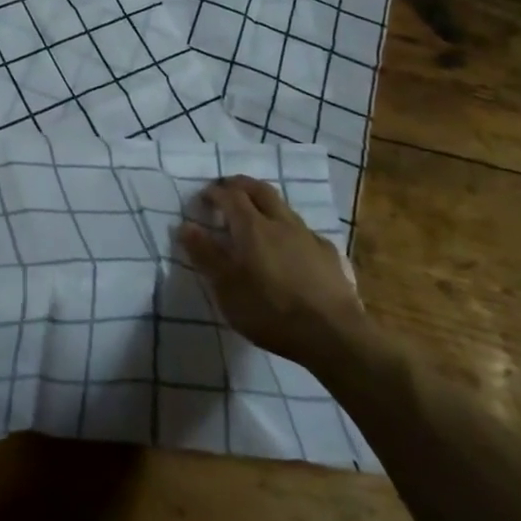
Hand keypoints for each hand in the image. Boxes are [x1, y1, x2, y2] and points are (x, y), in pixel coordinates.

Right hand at [179, 177, 369, 376]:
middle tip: (228, 190)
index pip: (231, 195)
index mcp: (253, 227)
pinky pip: (305, 232)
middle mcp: (281, 223)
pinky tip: (291, 248)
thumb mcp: (227, 288)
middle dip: (241, 185)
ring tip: (257, 217)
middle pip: (260, 190)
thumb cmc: (270, 311)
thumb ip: (205, 255)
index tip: (203, 198)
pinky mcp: (330, 255)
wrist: (334, 335)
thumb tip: (185, 225)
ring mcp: (309, 237)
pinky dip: (290, 230)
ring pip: (284, 208)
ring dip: (266, 204)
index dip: (215, 192)